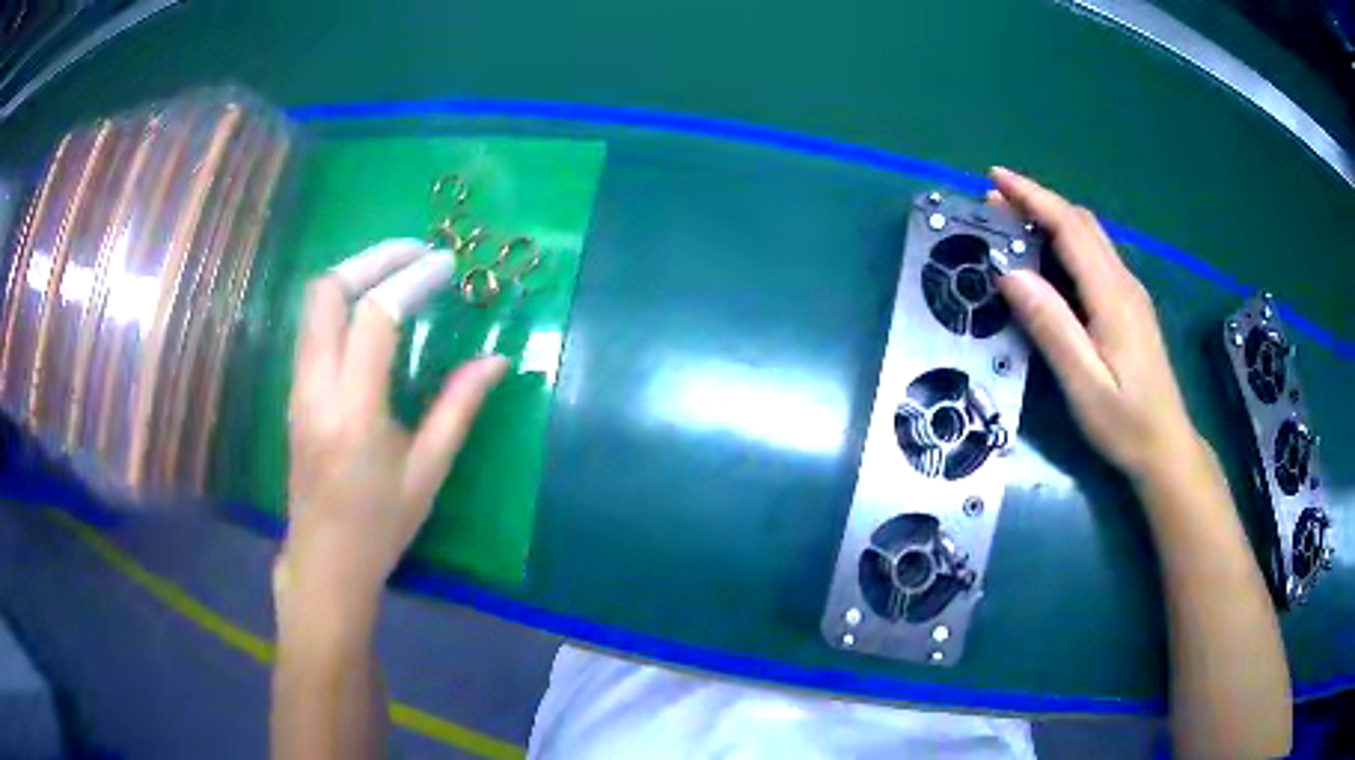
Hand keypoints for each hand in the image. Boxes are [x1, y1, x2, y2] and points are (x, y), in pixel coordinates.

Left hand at [280, 272, 506, 618]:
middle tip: (415, 252)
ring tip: (398, 269)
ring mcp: (297, 388)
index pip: (375, 319)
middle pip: (326, 293)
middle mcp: (316, 390)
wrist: (324, 561)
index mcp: (354, 414)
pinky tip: (371, 308)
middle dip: (372, 259)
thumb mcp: (427, 473)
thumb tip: (497, 360)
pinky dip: (342, 300)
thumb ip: (459, 409)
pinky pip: (312, 327)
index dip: (412, 280)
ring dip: (354, 274)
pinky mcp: (294, 392)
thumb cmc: (380, 526)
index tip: (446, 265)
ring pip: (313, 305)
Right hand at [988, 168, 1202, 483]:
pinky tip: (1049, 258)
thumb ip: (1051, 326)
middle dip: (1038, 202)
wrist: (1167, 447)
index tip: (995, 178)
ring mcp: (1130, 293)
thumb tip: (1010, 273)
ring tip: (1014, 222)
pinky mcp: (1131, 307)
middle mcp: (1124, 283)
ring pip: (1091, 237)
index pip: (1070, 228)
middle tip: (995, 202)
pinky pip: (1096, 256)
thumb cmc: (1125, 422)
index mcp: (1112, 295)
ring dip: (1052, 218)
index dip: (1032, 197)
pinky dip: (1067, 241)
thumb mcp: (1083, 383)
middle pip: (1082, 223)